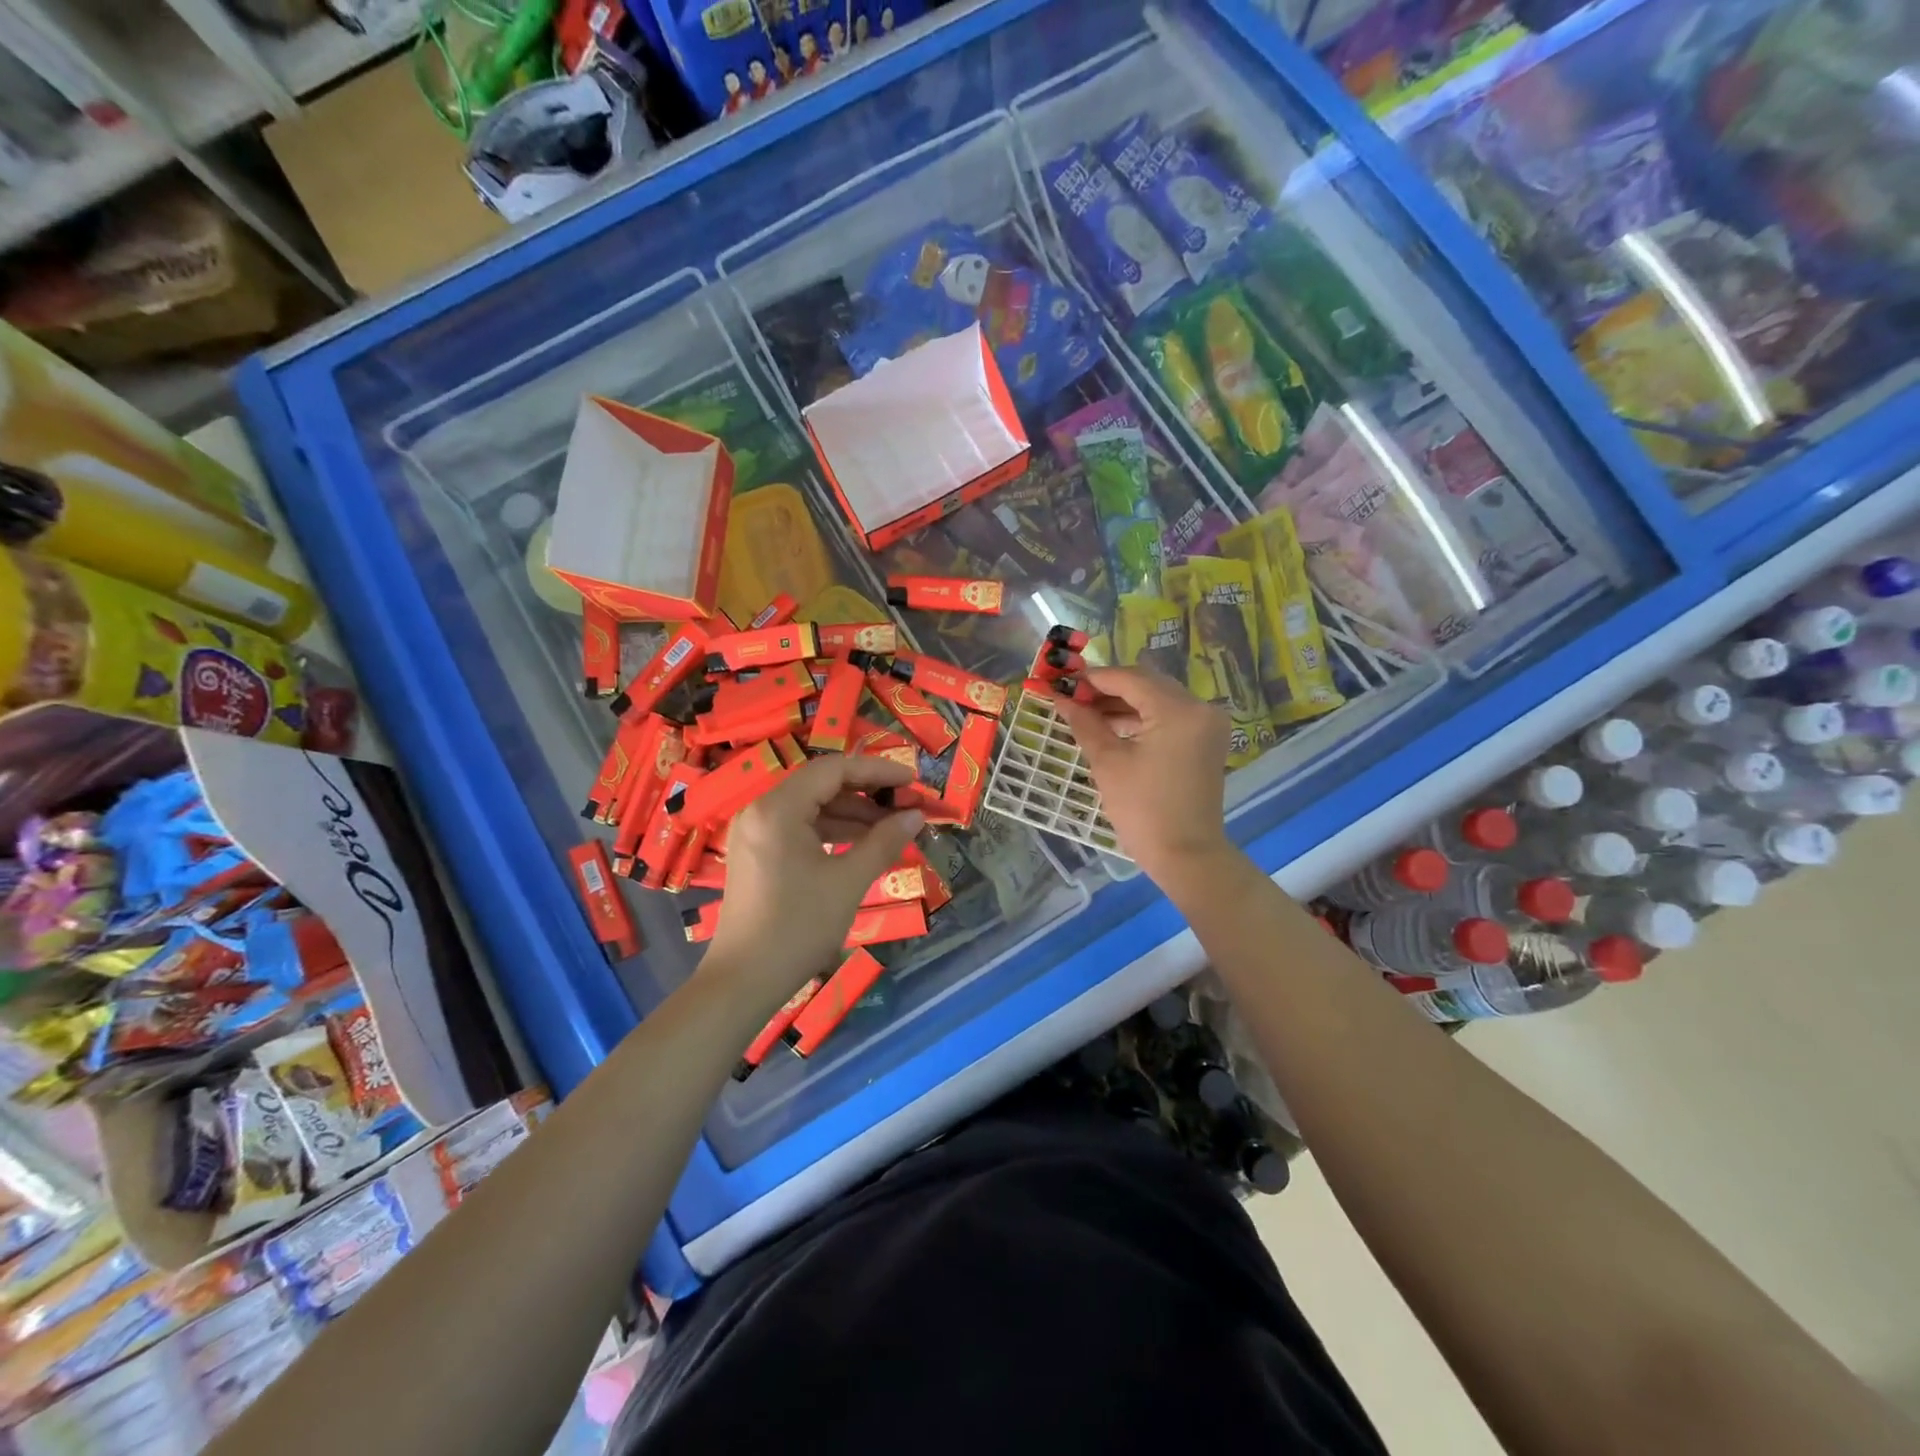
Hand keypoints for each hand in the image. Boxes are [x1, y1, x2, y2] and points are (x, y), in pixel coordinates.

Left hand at [704, 755, 923, 1004]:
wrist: (744, 981)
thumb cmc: (798, 927)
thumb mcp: (849, 882)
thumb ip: (884, 842)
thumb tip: (916, 816)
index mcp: (778, 808)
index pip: (834, 769)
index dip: (877, 771)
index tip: (912, 781)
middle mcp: (761, 810)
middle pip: (821, 785)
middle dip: (867, 793)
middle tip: (906, 806)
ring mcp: (755, 832)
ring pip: (812, 807)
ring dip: (852, 814)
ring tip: (892, 828)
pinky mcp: (757, 854)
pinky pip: (799, 828)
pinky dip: (832, 832)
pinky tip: (862, 845)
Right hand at [1056, 666, 1239, 888]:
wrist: (1186, 855)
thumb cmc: (1143, 810)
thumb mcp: (1108, 763)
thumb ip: (1085, 723)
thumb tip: (1061, 699)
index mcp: (1179, 710)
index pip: (1131, 679)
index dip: (1094, 677)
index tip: (1063, 681)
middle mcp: (1200, 708)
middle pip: (1147, 684)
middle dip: (1108, 689)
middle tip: (1073, 697)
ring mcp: (1207, 725)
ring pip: (1158, 700)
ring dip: (1123, 704)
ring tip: (1086, 713)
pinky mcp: (1205, 741)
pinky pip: (1169, 717)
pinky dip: (1141, 719)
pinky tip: (1111, 726)